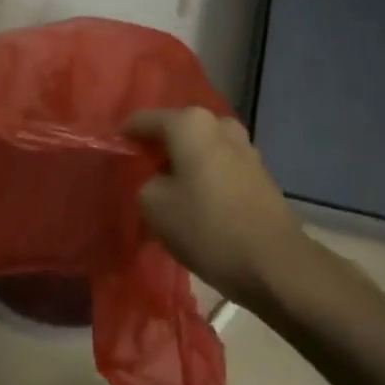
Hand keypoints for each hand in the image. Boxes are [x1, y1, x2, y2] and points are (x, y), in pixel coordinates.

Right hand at [125, 107, 309, 305]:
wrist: (273, 263)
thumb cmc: (206, 227)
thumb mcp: (153, 206)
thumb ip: (144, 181)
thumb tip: (156, 179)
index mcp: (190, 124)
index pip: (143, 120)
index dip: (124, 137)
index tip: (111, 153)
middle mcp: (219, 125)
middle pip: (176, 131)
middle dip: (157, 149)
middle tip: (138, 173)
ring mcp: (244, 147)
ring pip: (200, 149)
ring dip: (182, 164)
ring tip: (165, 190)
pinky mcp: (258, 172)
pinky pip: (218, 166)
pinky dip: (203, 177)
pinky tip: (193, 201)